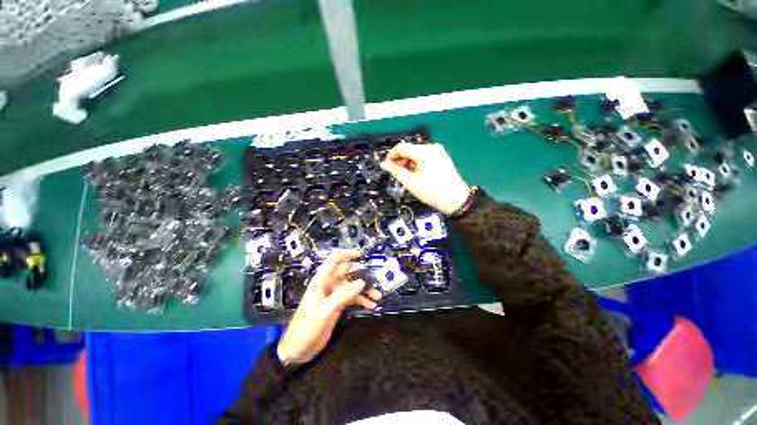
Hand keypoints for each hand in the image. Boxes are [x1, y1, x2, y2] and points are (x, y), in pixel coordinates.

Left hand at [277, 250, 382, 363]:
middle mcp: (330, 284)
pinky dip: (362, 300)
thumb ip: (343, 295)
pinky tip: (372, 305)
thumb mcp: (325, 310)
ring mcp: (335, 295)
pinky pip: (353, 298)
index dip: (347, 254)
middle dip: (362, 274)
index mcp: (322, 280)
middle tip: (375, 279)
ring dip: (365, 289)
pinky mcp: (339, 305)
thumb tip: (362, 282)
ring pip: (353, 286)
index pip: (335, 260)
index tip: (361, 255)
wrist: (299, 349)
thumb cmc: (307, 326)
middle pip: (348, 272)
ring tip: (378, 295)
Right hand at [380, 143, 469, 214]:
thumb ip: (396, 171)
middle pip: (409, 149)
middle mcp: (432, 147)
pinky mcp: (441, 156)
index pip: (402, 147)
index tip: (385, 166)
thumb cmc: (432, 192)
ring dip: (408, 161)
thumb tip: (383, 164)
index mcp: (425, 152)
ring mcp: (438, 151)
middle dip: (400, 159)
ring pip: (416, 152)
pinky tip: (415, 172)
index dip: (391, 155)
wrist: (456, 200)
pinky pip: (424, 155)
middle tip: (395, 172)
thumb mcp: (411, 183)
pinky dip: (416, 162)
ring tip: (405, 174)